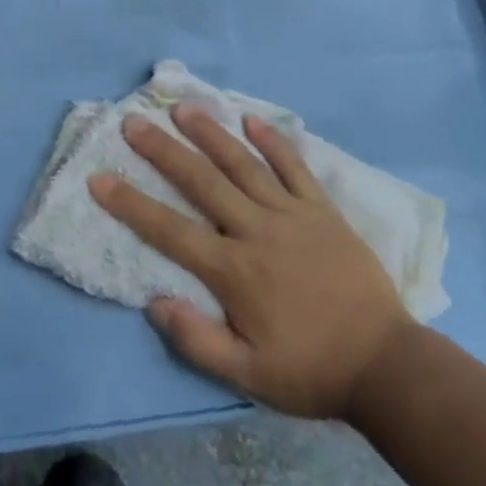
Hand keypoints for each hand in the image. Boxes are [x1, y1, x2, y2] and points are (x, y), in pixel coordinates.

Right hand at [90, 106, 410, 420]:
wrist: (385, 364)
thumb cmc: (311, 369)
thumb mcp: (249, 377)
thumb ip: (198, 341)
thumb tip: (154, 302)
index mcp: (233, 271)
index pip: (170, 230)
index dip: (131, 204)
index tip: (100, 178)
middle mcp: (256, 231)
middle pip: (202, 182)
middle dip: (164, 151)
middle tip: (134, 123)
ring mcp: (291, 214)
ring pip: (243, 164)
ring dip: (211, 134)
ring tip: (184, 109)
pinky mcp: (322, 209)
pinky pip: (295, 168)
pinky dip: (274, 142)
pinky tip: (252, 119)